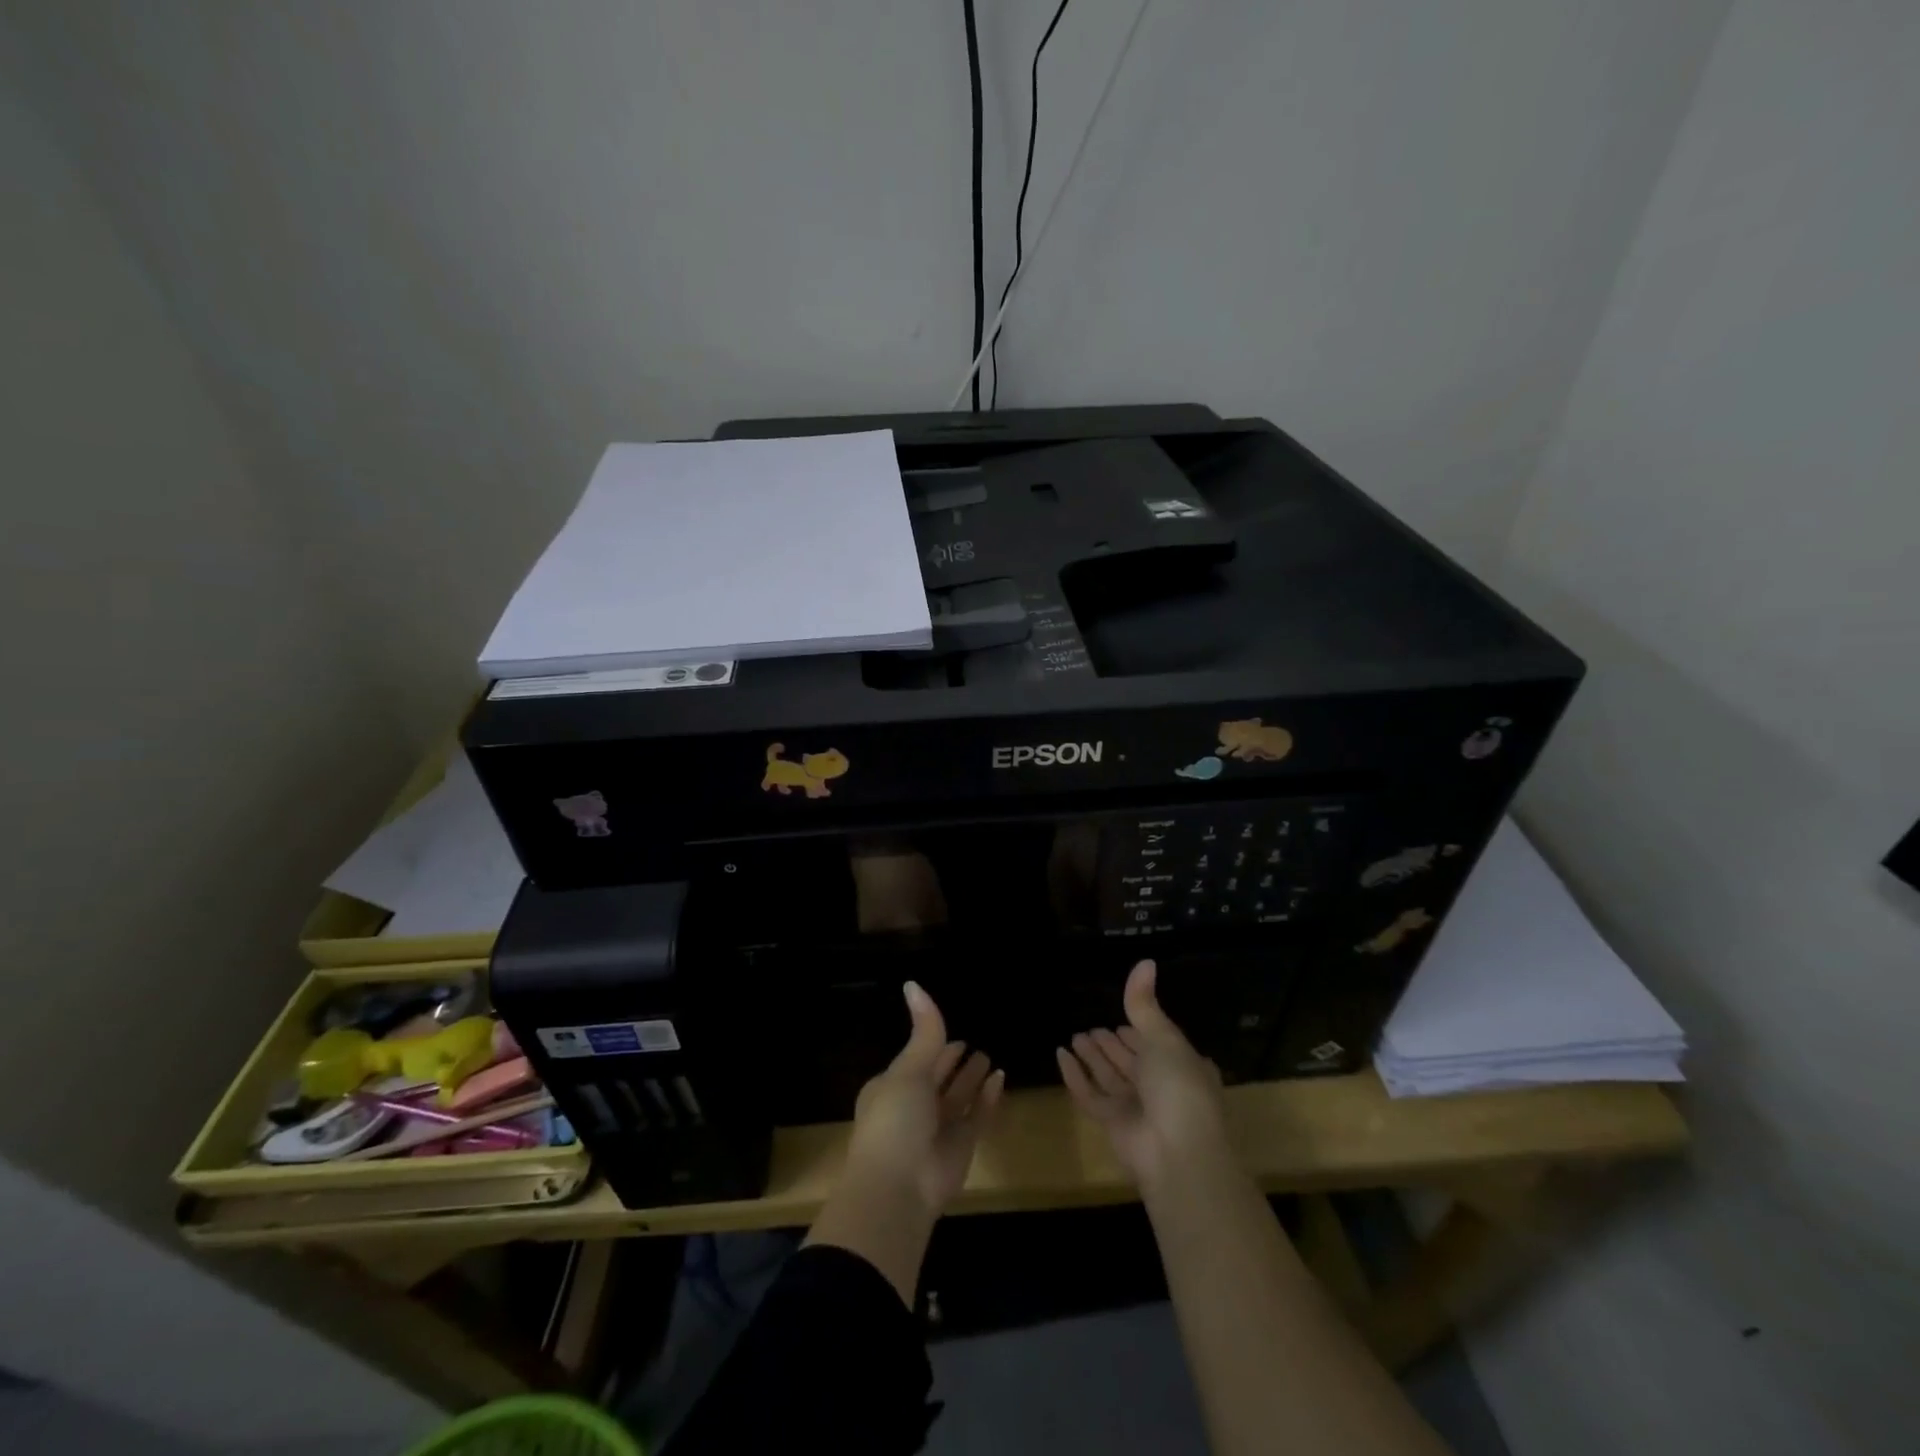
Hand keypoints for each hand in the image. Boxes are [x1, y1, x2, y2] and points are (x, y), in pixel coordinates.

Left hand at [843, 981, 1005, 1214]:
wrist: (898, 1188)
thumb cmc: (894, 1120)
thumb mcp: (908, 1070)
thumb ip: (924, 1032)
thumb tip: (913, 983)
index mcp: (891, 1088)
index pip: (916, 1060)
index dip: (932, 1046)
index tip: (951, 1032)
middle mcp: (914, 1107)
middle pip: (939, 1079)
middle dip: (953, 1062)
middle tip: (975, 1042)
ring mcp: (937, 1129)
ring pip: (958, 1097)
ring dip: (972, 1079)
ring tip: (990, 1056)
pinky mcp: (961, 1147)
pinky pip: (977, 1116)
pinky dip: (987, 1099)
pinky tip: (1001, 1078)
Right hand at [1058, 959, 1229, 1188]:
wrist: (1178, 1153)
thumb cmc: (1179, 1087)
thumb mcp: (1164, 1038)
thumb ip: (1145, 1004)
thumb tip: (1145, 961)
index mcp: (1181, 1067)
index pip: (1157, 1044)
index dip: (1140, 1032)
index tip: (1121, 1019)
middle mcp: (1159, 1087)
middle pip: (1130, 1061)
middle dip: (1112, 1045)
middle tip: (1091, 1028)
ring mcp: (1136, 1108)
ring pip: (1109, 1076)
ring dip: (1092, 1057)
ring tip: (1074, 1035)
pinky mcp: (1112, 1124)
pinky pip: (1089, 1094)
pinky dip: (1075, 1075)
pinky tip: (1061, 1054)